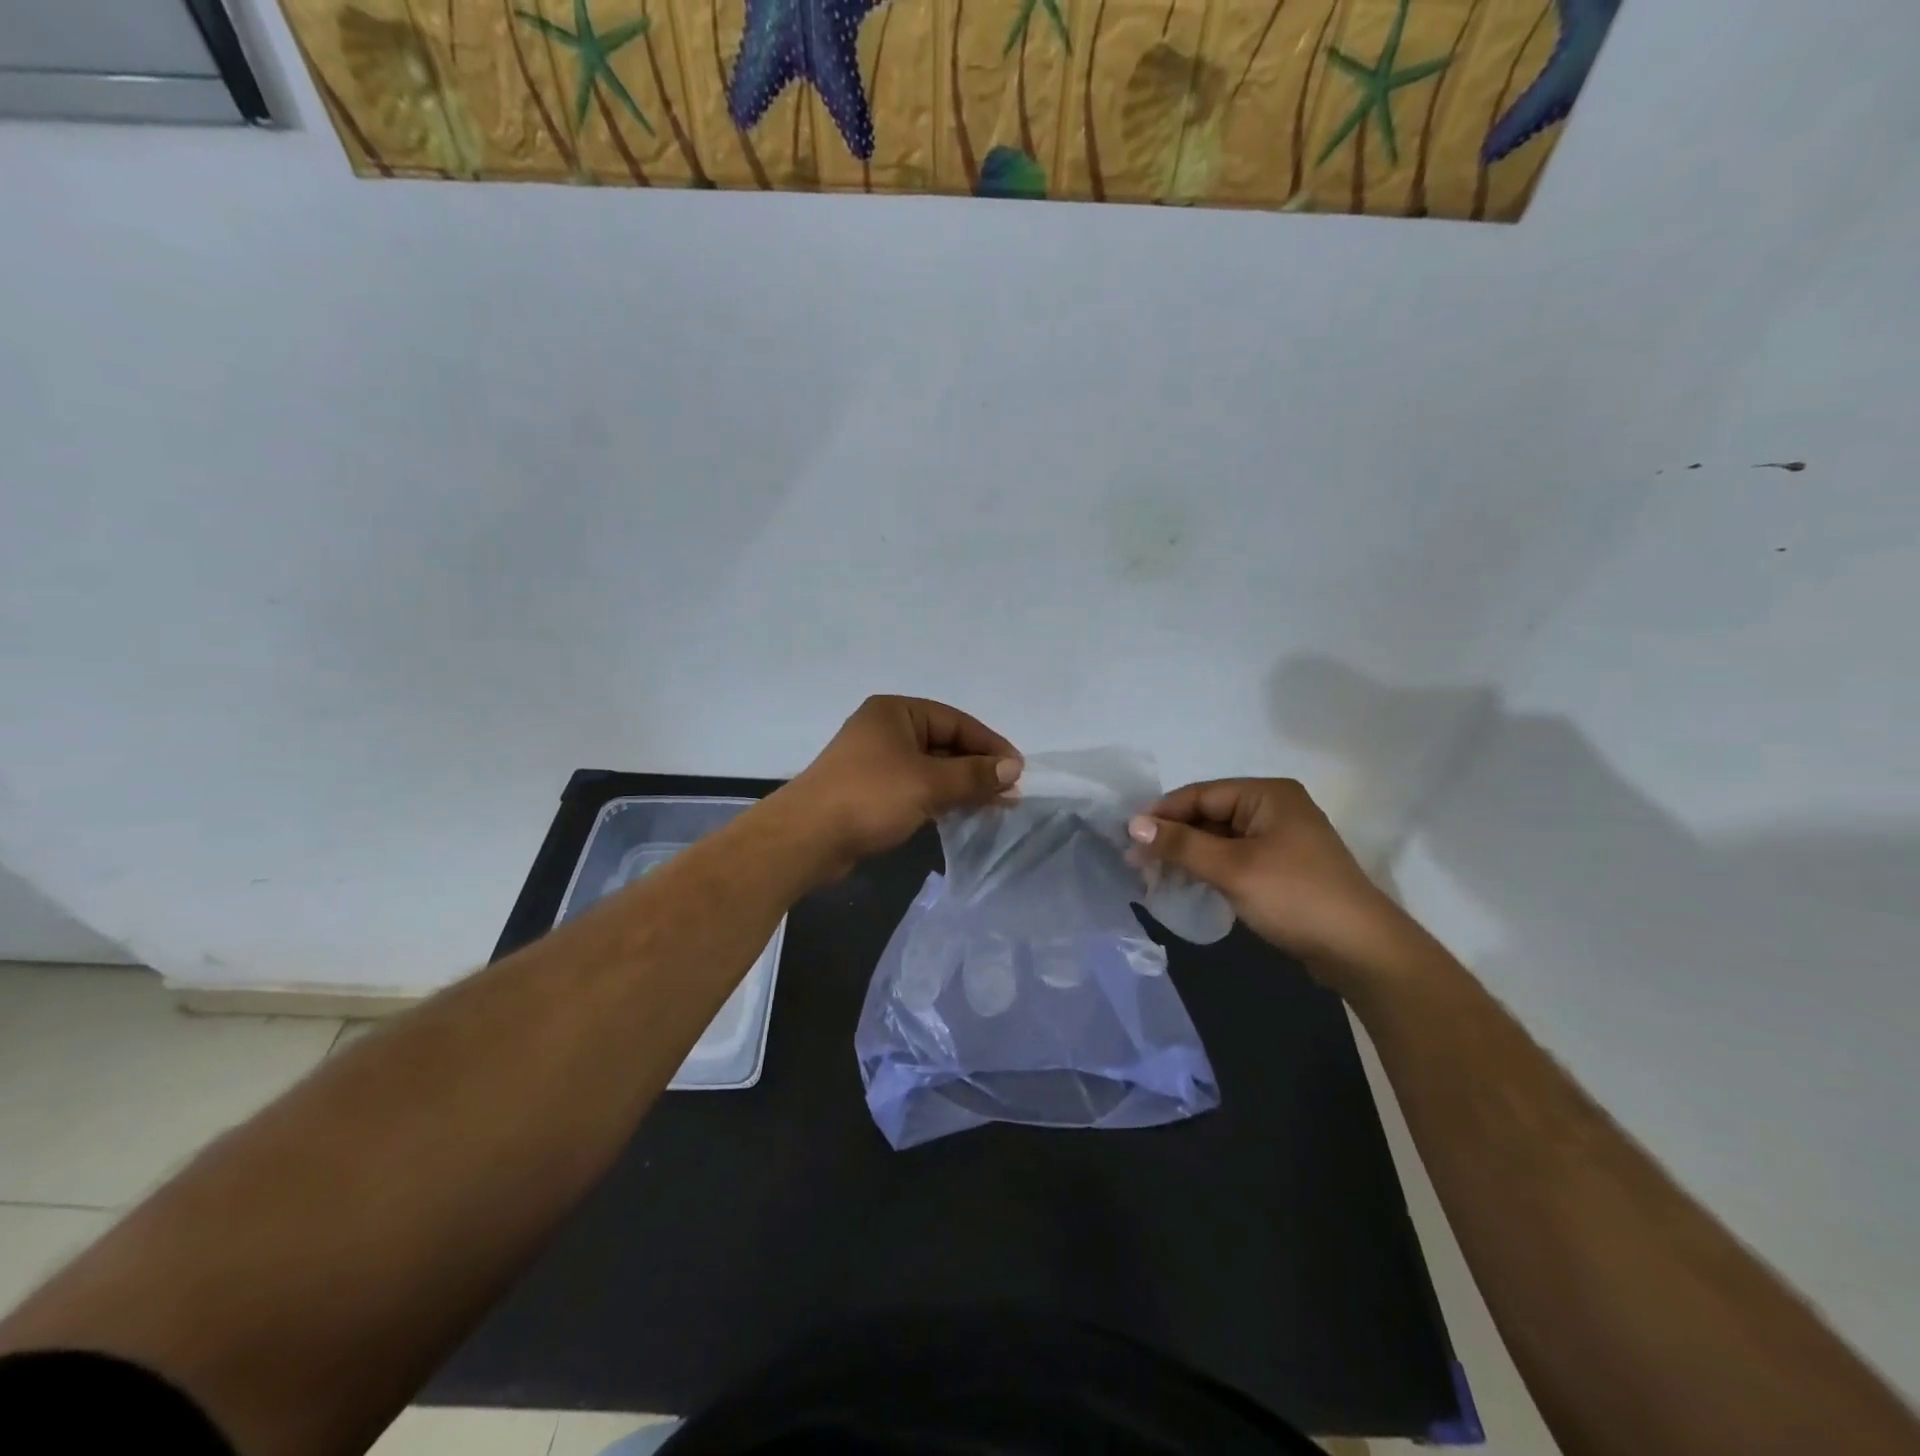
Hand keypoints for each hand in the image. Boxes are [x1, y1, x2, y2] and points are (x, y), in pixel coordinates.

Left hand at [783, 696, 1020, 874]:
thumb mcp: (929, 783)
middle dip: (977, 768)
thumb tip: (1013, 768)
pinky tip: (962, 814)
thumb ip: (974, 775)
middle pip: (944, 744)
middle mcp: (885, 730)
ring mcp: (876, 762)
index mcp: (896, 712)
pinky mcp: (870, 791)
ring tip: (995, 806)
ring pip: (931, 769)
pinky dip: (940, 798)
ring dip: (962, 786)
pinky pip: (916, 788)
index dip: (990, 745)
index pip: (956, 722)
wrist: (806, 838)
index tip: (1018, 770)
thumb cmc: (870, 797)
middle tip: (1010, 793)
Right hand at [1127, 779, 1432, 989]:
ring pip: (1218, 839)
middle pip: (1208, 815)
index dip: (1162, 814)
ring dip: (1187, 856)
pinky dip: (1207, 869)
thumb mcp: (1232, 868)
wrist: (1361, 951)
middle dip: (1172, 838)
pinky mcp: (1280, 868)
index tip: (1126, 837)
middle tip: (1136, 862)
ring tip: (1152, 876)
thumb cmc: (1295, 897)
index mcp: (1267, 794)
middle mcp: (1273, 808)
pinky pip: (1233, 859)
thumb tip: (1132, 824)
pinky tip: (1184, 885)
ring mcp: (1279, 839)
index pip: (1200, 794)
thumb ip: (1180, 844)